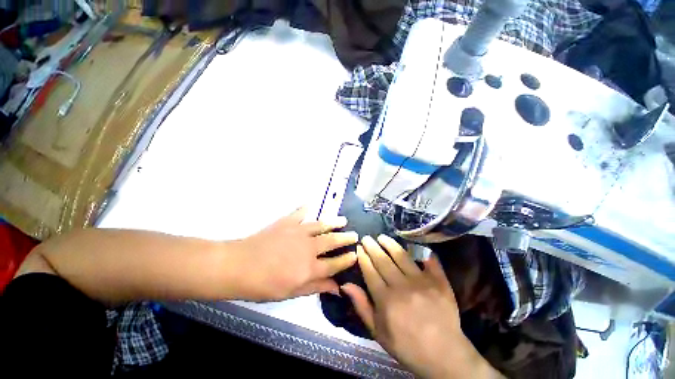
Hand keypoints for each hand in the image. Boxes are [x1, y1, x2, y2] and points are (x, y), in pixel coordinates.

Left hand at [231, 208, 357, 300]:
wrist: (239, 266)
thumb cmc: (264, 285)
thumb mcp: (291, 292)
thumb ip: (315, 287)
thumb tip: (336, 287)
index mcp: (310, 268)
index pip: (334, 263)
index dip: (347, 259)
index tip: (356, 255)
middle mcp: (308, 248)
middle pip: (332, 241)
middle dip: (345, 238)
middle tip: (354, 235)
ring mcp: (298, 232)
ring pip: (321, 225)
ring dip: (333, 223)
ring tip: (343, 220)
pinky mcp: (287, 222)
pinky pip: (300, 213)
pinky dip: (306, 208)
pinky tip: (311, 204)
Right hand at [342, 235, 501, 378]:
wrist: (444, 355)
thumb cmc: (406, 345)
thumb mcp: (378, 332)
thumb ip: (361, 306)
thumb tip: (345, 285)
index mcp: (385, 299)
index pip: (370, 271)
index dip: (363, 257)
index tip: (359, 247)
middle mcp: (401, 286)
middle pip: (382, 260)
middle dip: (372, 246)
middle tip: (366, 237)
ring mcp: (421, 281)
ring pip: (401, 255)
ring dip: (389, 244)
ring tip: (382, 237)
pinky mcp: (438, 281)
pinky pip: (428, 259)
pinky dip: (419, 250)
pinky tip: (412, 244)